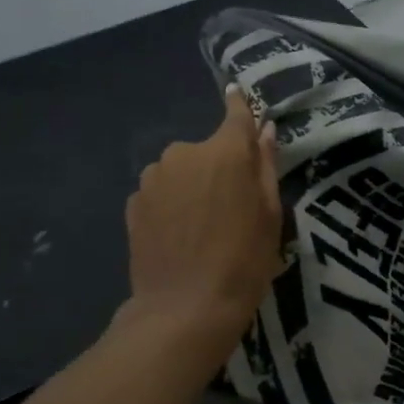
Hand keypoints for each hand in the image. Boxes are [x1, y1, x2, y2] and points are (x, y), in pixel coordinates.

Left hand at [120, 85, 283, 363]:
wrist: (185, 308)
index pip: (235, 114)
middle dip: (220, 166)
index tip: (238, 94)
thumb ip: (265, 165)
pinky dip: (172, 203)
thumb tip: (264, 129)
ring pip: (181, 170)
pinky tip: (180, 234)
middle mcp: (184, 154)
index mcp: (224, 152)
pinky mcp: (134, 203)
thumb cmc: (243, 261)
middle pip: (207, 150)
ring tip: (204, 225)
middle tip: (233, 204)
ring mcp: (153, 178)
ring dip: (193, 185)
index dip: (240, 106)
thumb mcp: (270, 214)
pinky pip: (161, 192)